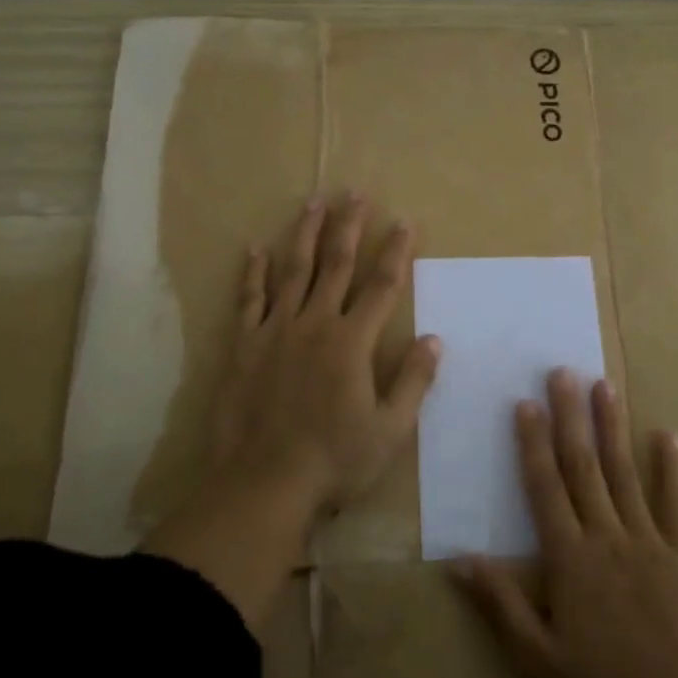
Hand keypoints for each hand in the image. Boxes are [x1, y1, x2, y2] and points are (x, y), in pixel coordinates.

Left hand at [210, 193, 441, 514]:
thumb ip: (413, 381)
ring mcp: (275, 331)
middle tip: (354, 193)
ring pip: (293, 271)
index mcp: (352, 343)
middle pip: (336, 265)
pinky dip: (253, 273)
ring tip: (313, 203)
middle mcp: (315, 324)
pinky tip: (255, 248)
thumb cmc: (334, 461)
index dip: (396, 252)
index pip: (382, 286)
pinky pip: (249, 300)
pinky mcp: (244, 346)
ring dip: (305, 234)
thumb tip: (434, 339)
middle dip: (348, 227)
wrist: (263, 485)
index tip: (404, 221)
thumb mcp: (390, 430)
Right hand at [455, 369, 677, 677]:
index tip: (525, 404)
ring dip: (613, 426)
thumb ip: (500, 604)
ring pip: (624, 472)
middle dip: (570, 417)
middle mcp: (606, 536)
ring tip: (604, 385)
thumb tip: (460, 558)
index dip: (532, 444)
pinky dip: (671, 468)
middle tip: (562, 372)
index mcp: (569, 558)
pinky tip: (667, 434)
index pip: (544, 487)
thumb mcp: (537, 660)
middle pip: (583, 466)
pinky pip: (676, 503)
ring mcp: (647, 541)